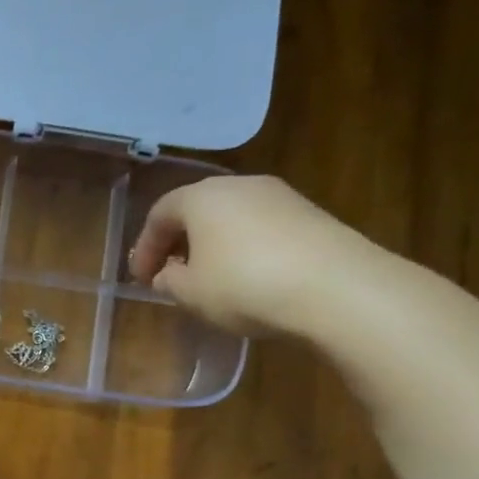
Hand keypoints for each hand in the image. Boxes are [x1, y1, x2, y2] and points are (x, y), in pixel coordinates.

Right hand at [128, 175, 392, 336]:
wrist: (337, 287)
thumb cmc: (244, 285)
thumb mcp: (190, 292)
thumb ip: (169, 280)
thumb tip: (169, 274)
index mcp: (202, 197)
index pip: (159, 214)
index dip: (145, 248)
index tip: (141, 279)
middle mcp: (240, 185)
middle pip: (197, 210)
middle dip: (178, 243)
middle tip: (170, 275)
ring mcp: (280, 197)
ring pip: (230, 218)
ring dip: (212, 246)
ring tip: (208, 280)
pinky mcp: (310, 216)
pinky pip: (261, 229)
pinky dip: (244, 249)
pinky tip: (247, 279)